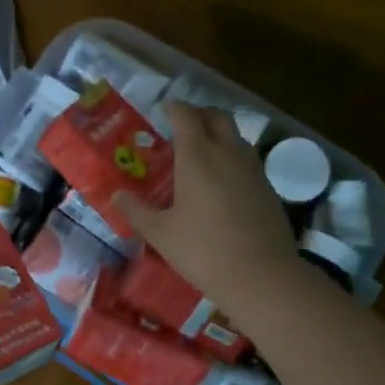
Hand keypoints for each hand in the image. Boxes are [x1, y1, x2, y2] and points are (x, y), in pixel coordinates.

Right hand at [115, 103, 300, 318]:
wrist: (262, 276)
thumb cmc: (204, 251)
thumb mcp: (161, 234)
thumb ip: (136, 211)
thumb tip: (116, 195)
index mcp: (198, 157)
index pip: (186, 116)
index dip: (173, 108)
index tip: (163, 110)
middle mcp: (228, 153)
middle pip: (217, 116)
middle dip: (199, 114)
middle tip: (182, 126)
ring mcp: (253, 169)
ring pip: (236, 136)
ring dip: (218, 134)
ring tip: (201, 153)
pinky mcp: (268, 188)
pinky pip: (247, 159)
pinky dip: (232, 157)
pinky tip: (222, 182)